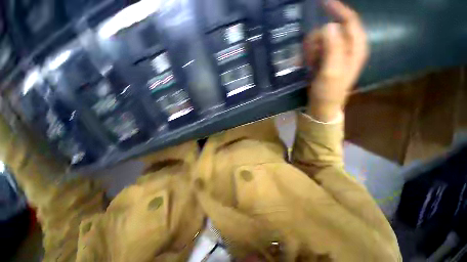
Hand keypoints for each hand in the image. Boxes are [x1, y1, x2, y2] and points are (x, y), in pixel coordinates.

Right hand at [304, 0, 367, 121]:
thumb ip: (333, 47)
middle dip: (317, 39)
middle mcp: (347, 48)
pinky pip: (316, 50)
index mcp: (355, 48)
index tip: (322, 3)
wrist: (322, 106)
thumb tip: (329, 26)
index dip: (337, 9)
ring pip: (321, 40)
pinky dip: (309, 54)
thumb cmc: (328, 92)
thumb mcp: (331, 71)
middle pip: (331, 30)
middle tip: (309, 54)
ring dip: (311, 48)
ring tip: (308, 62)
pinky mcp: (325, 61)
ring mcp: (335, 55)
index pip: (350, 21)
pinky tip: (306, 64)